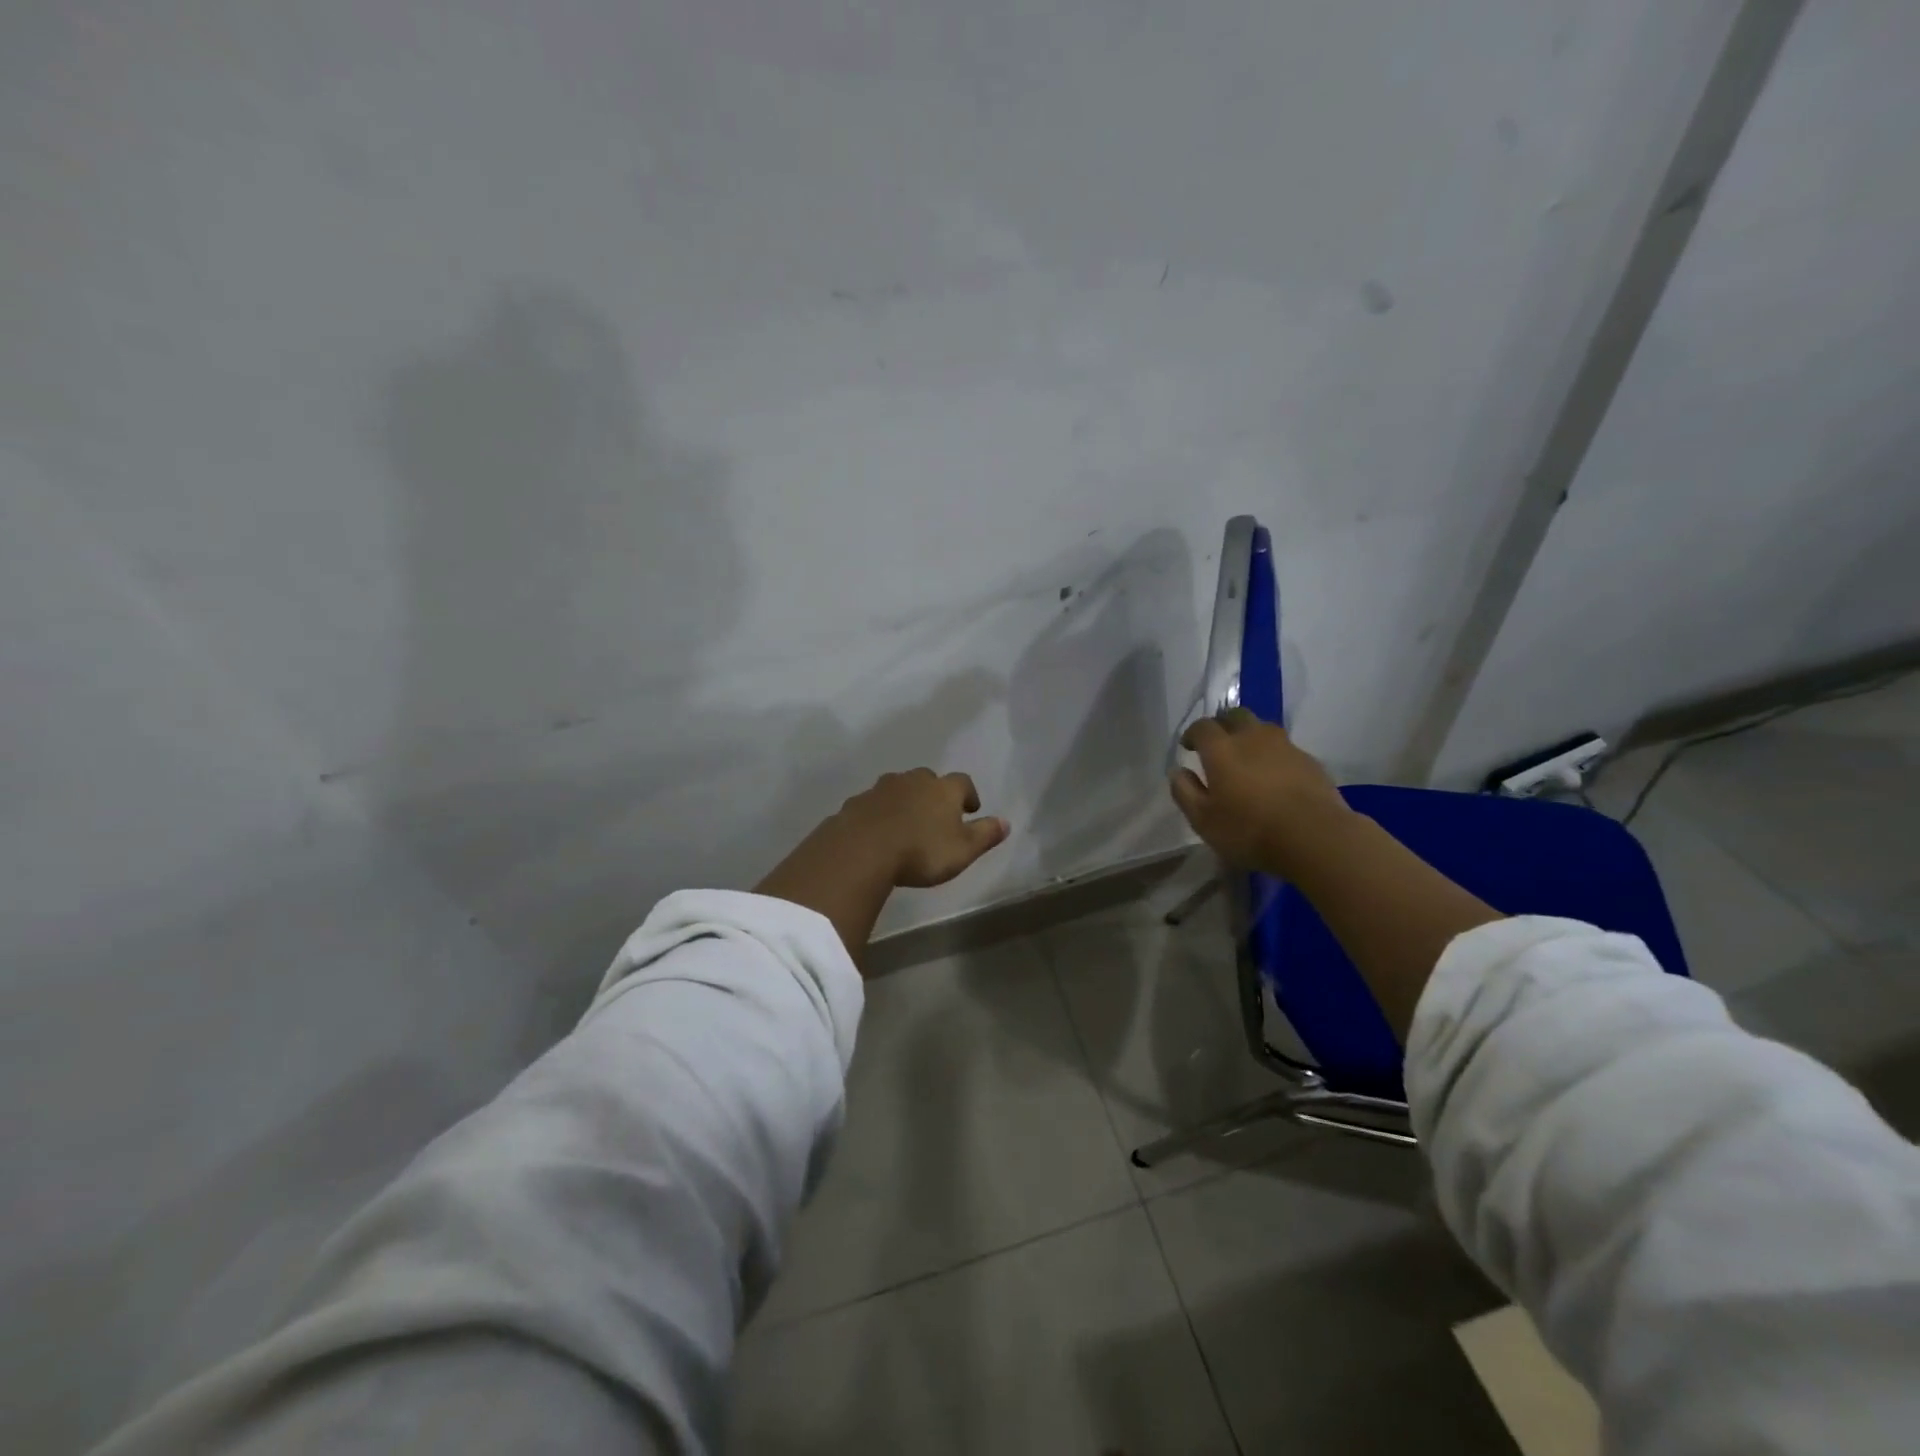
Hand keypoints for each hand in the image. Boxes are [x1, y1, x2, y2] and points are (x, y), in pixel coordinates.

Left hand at [834, 768, 1010, 887]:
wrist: (861, 850)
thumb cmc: (921, 851)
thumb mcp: (963, 850)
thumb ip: (985, 835)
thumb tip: (1006, 822)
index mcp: (943, 789)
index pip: (963, 782)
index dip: (968, 795)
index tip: (970, 810)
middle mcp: (913, 780)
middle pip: (928, 779)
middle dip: (933, 794)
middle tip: (936, 815)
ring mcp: (881, 789)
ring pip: (898, 788)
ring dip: (904, 801)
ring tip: (906, 824)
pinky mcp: (856, 803)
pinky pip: (873, 804)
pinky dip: (878, 813)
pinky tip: (877, 832)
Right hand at [1169, 708, 1352, 877]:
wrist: (1315, 837)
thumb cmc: (1250, 830)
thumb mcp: (1203, 820)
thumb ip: (1185, 792)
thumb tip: (1178, 771)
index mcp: (1222, 749)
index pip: (1202, 727)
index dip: (1192, 733)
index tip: (1188, 747)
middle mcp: (1252, 738)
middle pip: (1235, 716)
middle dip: (1222, 724)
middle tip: (1217, 744)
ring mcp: (1285, 746)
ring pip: (1263, 728)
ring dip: (1250, 736)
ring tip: (1247, 758)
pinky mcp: (1309, 761)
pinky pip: (1285, 748)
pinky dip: (1274, 755)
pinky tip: (1275, 777)